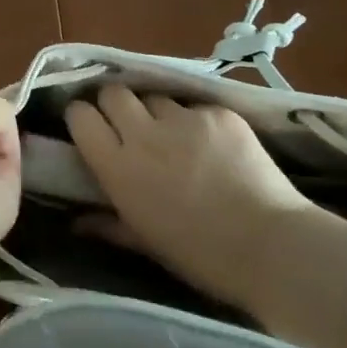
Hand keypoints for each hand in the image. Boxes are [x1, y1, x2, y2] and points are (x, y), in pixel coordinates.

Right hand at [65, 86, 346, 312]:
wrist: (270, 246)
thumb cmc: (199, 254)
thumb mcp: (145, 242)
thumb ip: (107, 224)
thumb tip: (76, 222)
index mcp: (118, 166)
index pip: (81, 116)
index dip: (83, 117)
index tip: (91, 127)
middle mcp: (144, 134)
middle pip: (114, 92)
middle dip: (115, 104)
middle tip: (128, 125)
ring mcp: (184, 119)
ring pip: (156, 97)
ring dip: (157, 113)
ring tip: (175, 137)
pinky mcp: (218, 113)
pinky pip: (195, 107)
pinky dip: (196, 122)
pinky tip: (213, 146)